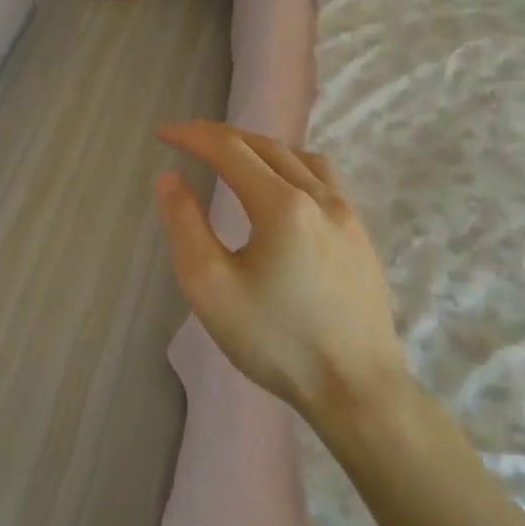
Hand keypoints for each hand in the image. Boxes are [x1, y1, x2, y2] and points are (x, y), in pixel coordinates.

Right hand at [154, 121, 409, 423]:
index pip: (229, 149)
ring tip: (232, 157)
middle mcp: (319, 198)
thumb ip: (184, 224)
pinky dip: (290, 166)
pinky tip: (281, 189)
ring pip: (300, 157)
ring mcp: (348, 216)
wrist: (358, 391)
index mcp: (281, 205)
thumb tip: (170, 178)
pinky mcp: (361, 237)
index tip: (163, 134)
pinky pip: (323, 179)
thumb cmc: (275, 339)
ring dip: (259, 147)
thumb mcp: (209, 285)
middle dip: (221, 137)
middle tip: (188, 141)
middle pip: (265, 146)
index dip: (192, 135)